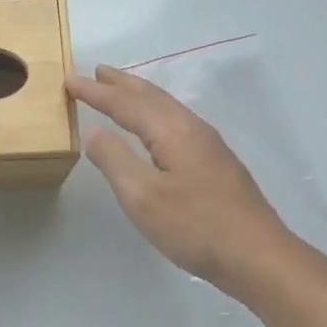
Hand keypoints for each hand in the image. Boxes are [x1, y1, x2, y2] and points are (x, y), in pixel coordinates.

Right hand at [67, 64, 298, 290]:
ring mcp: (208, 144)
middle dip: (121, 83)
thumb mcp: (142, 196)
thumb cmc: (195, 226)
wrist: (257, 255)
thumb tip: (94, 130)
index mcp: (171, 131)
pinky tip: (154, 125)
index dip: (96, 92)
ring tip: (120, 89)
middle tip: (97, 71)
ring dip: (139, 95)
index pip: (125, 103)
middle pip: (150, 96)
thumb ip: (114, 159)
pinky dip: (154, 111)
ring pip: (166, 107)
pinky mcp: (216, 161)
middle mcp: (191, 127)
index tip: (69, 80)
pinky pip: (175, 120)